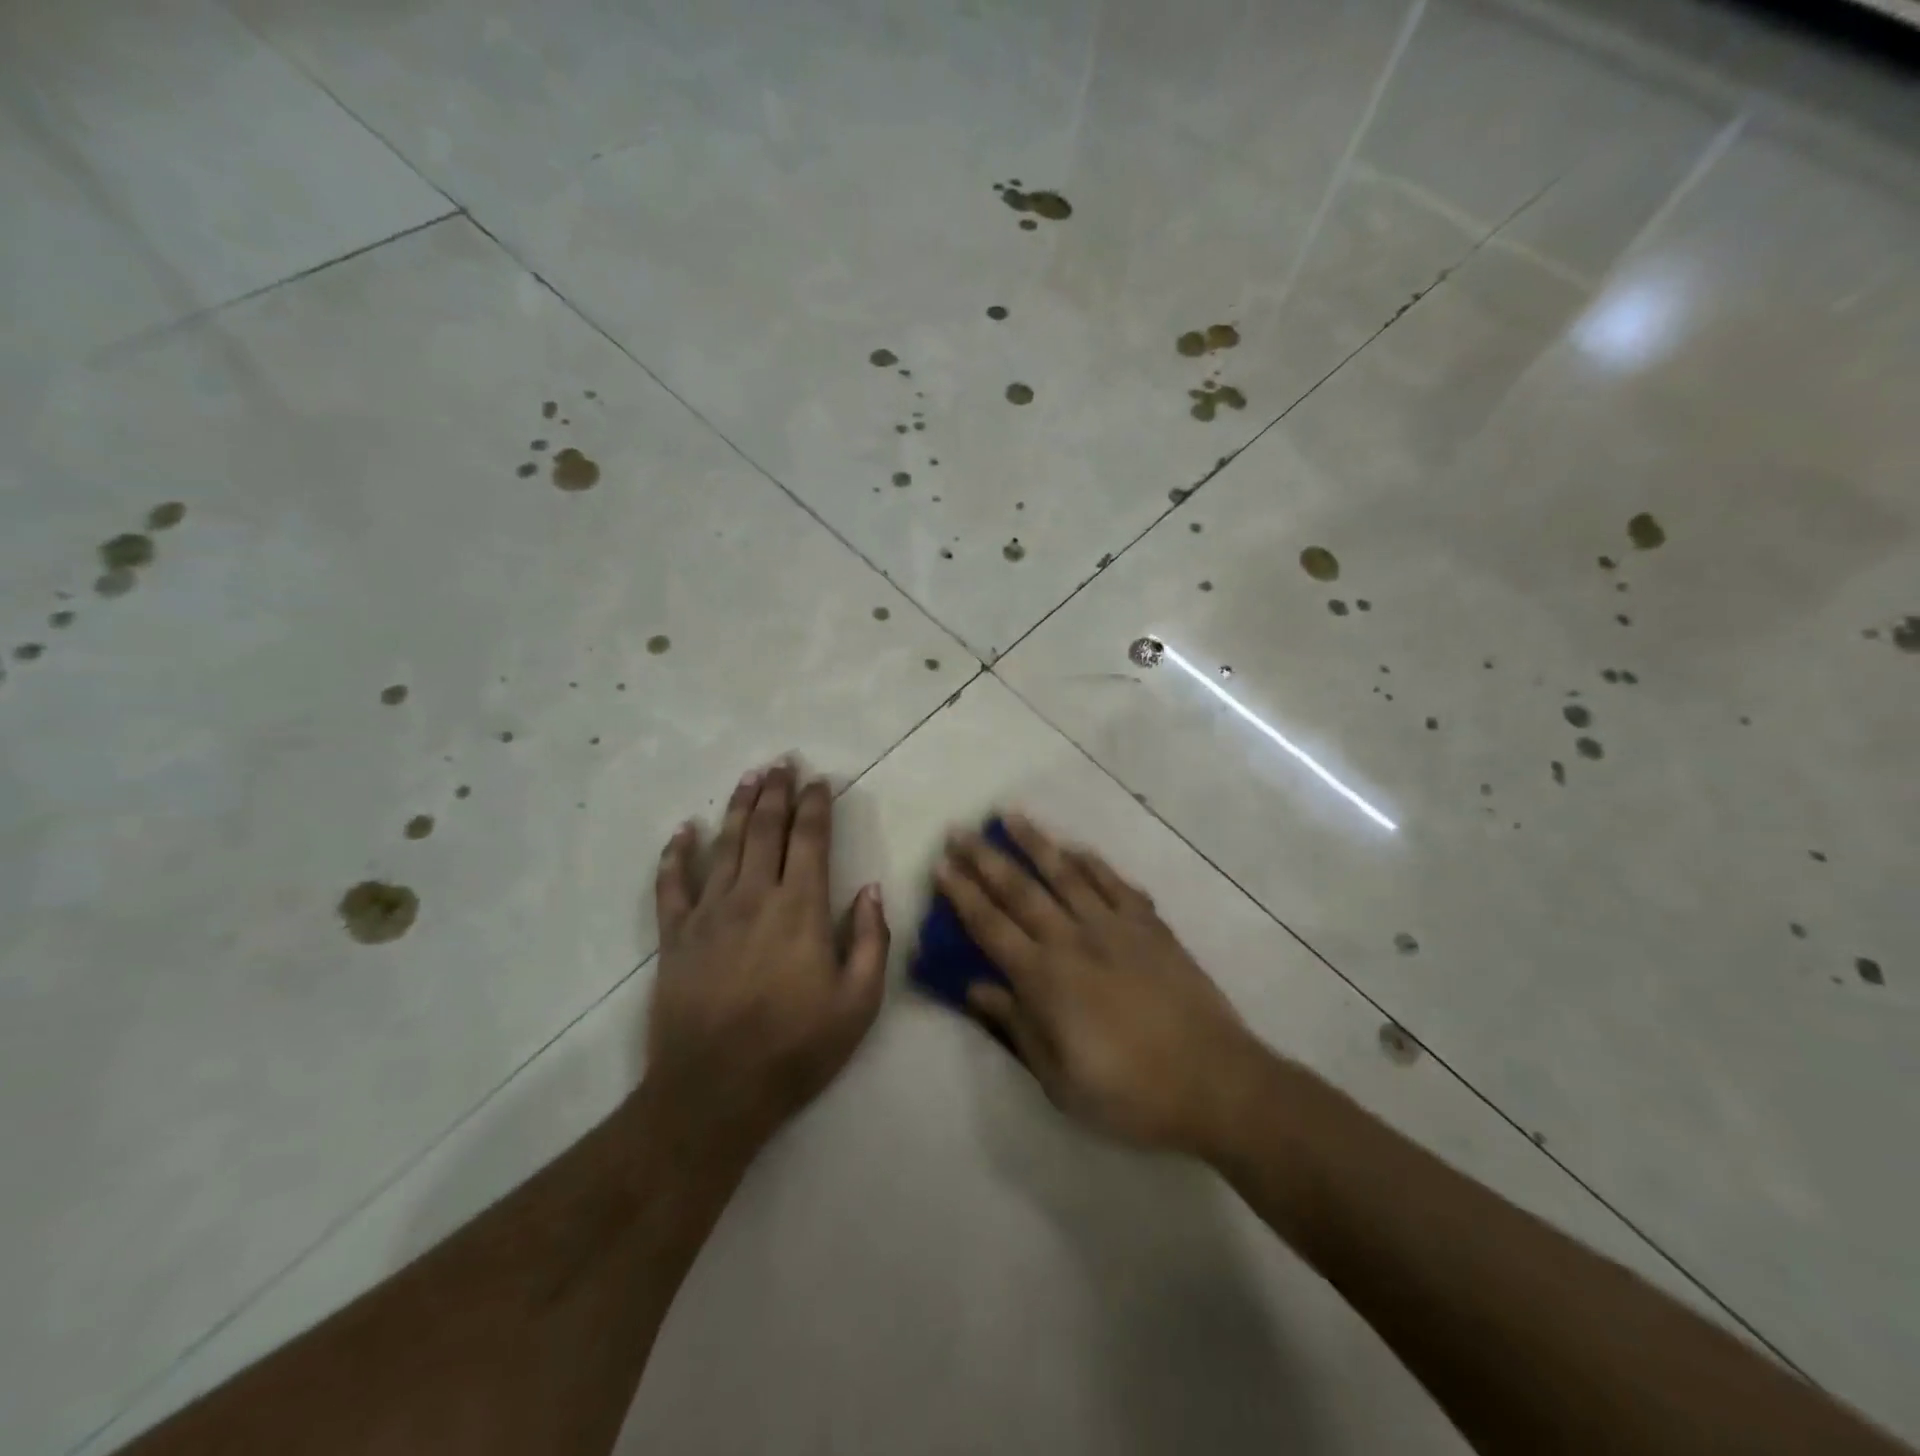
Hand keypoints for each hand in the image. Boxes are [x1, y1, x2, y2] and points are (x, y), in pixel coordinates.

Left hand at [646, 762, 888, 1169]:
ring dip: (737, 807)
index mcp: (801, 909)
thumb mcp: (859, 1003)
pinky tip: (683, 831)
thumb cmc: (796, 1049)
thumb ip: (872, 941)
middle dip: (777, 792)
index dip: (816, 805)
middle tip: (782, 762)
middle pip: (765, 830)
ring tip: (748, 777)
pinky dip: (676, 854)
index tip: (819, 781)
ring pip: (724, 845)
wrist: (714, 1093)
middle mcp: (754, 897)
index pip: (810, 840)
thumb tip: (872, 890)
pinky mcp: (675, 937)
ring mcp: (709, 914)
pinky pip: (671, 885)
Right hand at [935, 814, 1263, 1156]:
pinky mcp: (1151, 927)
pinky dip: (1093, 863)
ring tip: (1010, 815)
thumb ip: (1017, 1026)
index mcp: (1045, 979)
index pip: (991, 927)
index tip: (941, 865)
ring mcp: (1115, 927)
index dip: (962, 895)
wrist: (1214, 1082)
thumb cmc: (1129, 1093)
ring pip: (1066, 874)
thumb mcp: (1060, 1079)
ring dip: (1035, 843)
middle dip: (985, 858)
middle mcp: (1073, 940)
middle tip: (960, 830)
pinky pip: (1115, 884)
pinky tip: (1077, 849)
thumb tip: (976, 988)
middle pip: (1020, 890)